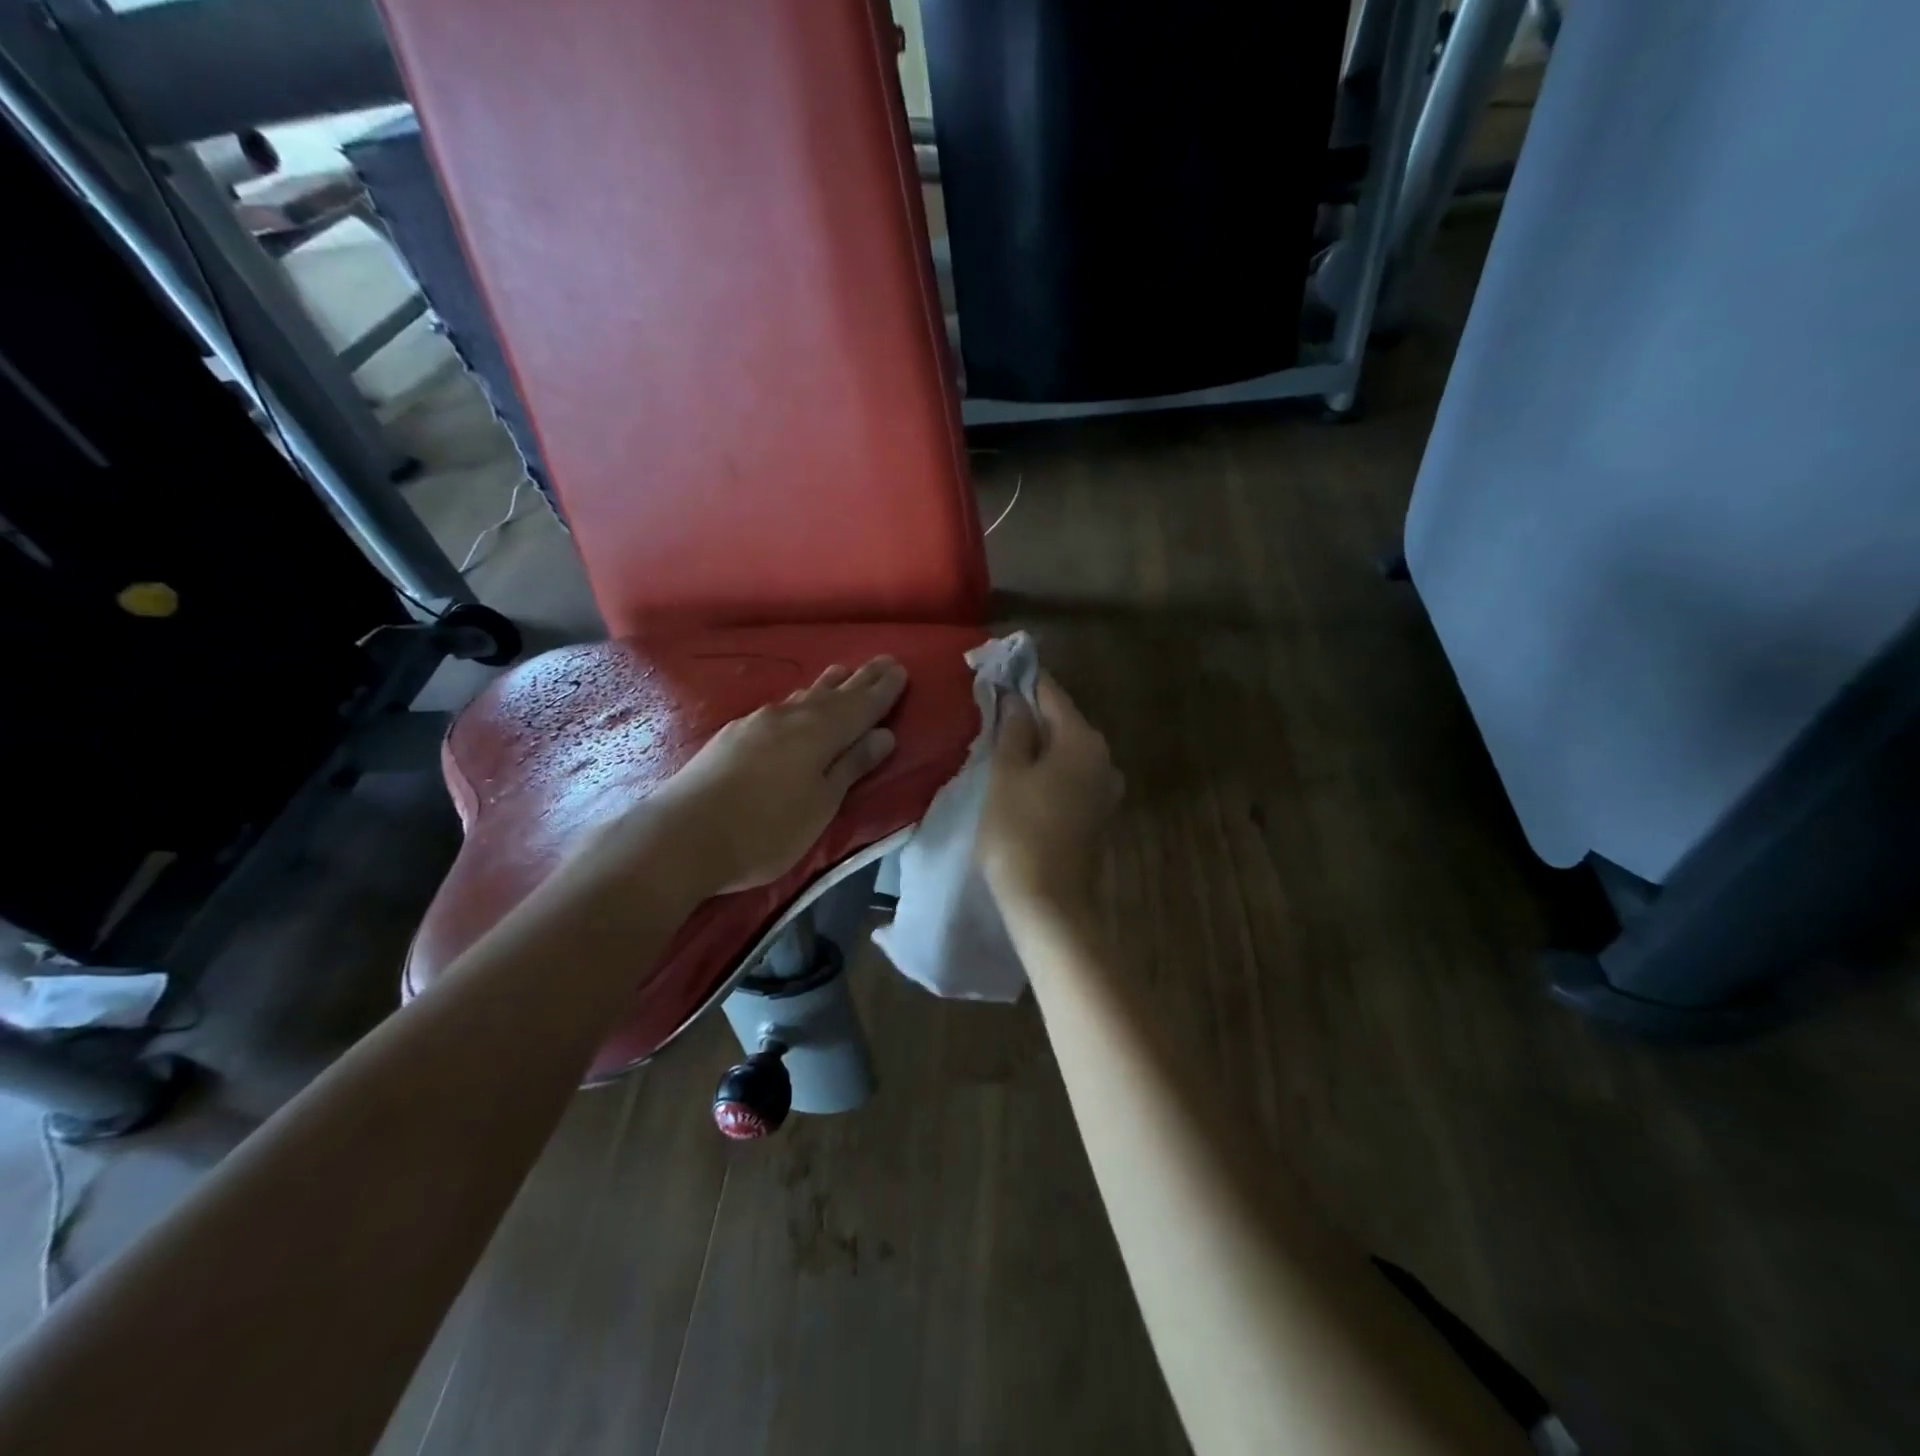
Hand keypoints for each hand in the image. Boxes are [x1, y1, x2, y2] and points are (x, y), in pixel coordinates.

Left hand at [646, 656, 906, 894]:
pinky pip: (781, 707)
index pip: (862, 705)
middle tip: (883, 662)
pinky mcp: (734, 735)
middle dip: (861, 680)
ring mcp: (758, 723)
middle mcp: (791, 717)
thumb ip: (851, 766)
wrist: (682, 835)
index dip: (883, 690)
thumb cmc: (766, 830)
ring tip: (843, 673)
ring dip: (828, 686)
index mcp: (820, 733)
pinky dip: (800, 701)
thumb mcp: (821, 804)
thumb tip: (883, 735)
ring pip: (804, 696)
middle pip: (834, 694)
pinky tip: (795, 705)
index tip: (901, 669)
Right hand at [977, 673, 1122, 913]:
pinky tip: (1025, 777)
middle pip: (1063, 722)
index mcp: (1082, 740)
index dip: (1024, 680)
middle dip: (1031, 713)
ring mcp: (1105, 788)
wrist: (1050, 903)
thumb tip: (1016, 700)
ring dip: (1040, 744)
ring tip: (1004, 743)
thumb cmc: (1019, 832)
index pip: (1051, 693)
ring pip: (1067, 751)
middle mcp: (1103, 758)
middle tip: (994, 708)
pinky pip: (1071, 776)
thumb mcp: (1005, 775)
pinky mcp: (1098, 814)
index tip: (999, 670)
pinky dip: (1050, 769)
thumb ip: (1013, 730)